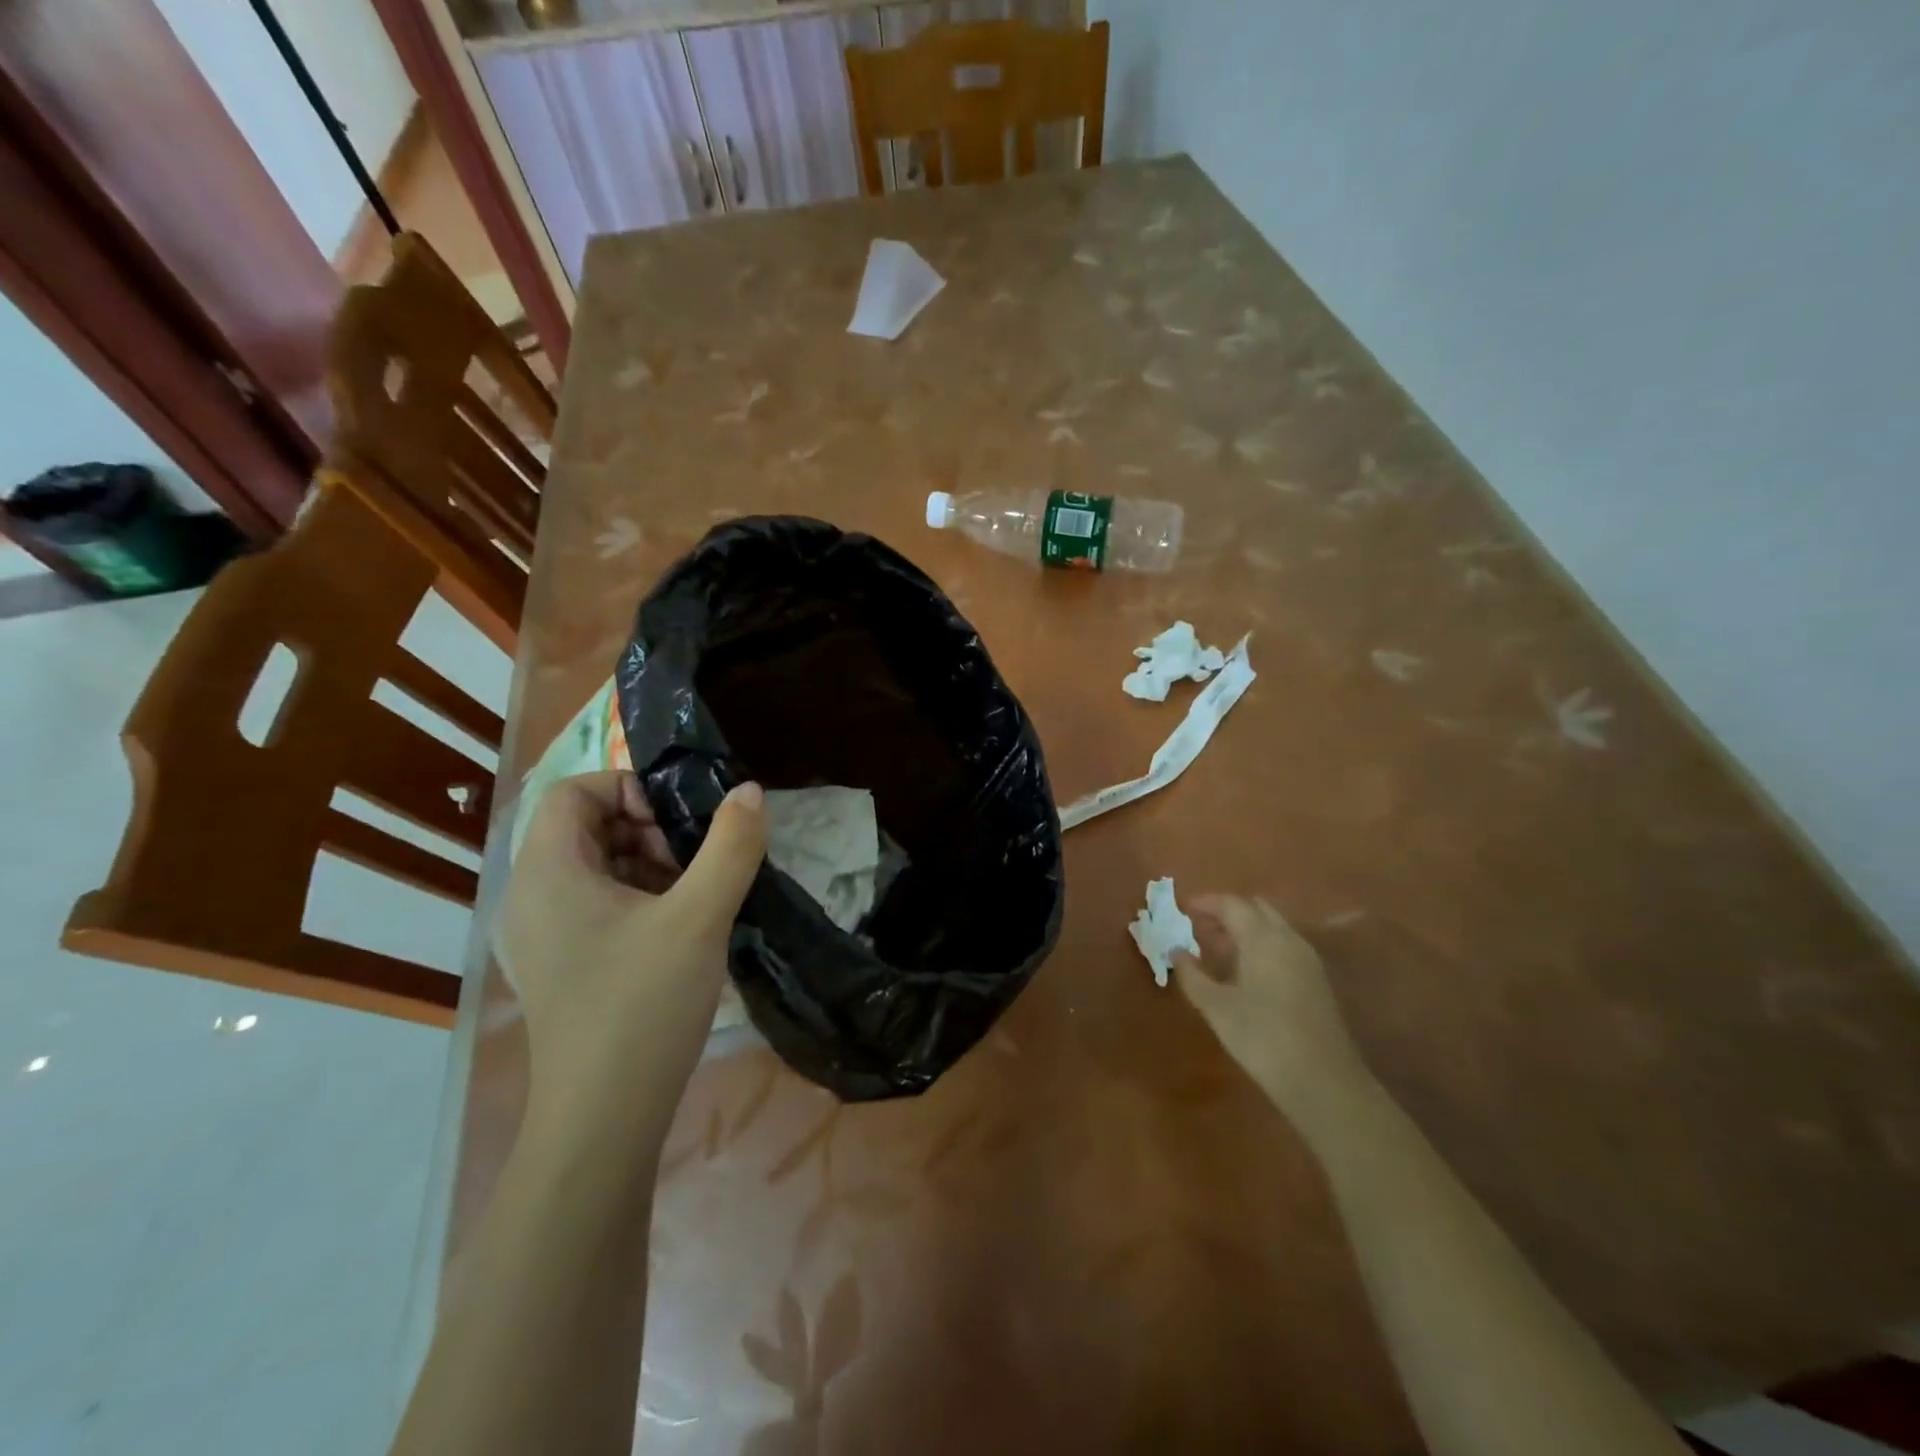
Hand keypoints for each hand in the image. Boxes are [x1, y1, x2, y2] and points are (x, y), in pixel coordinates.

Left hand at [496, 772, 766, 1161]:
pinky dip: (639, 896)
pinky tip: (679, 927)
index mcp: (547, 873)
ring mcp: (543, 935)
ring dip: (648, 862)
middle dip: (647, 827)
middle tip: (694, 859)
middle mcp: (532, 896)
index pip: (574, 791)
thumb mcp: (699, 917)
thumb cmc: (642, 1005)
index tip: (678, 822)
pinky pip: (596, 903)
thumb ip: (730, 846)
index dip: (629, 788)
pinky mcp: (562, 964)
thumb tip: (750, 791)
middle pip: (585, 826)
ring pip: (596, 866)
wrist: (604, 1118)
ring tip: (695, 893)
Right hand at [1175, 896, 1375, 1125]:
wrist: (1324, 1082)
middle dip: (1227, 912)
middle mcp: (1289, 940)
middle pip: (1256, 909)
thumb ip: (1192, 975)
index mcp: (1263, 939)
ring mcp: (1307, 960)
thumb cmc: (1262, 1037)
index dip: (1206, 902)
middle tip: (1199, 926)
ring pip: (1273, 928)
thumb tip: (1175, 952)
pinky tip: (1244, 973)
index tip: (1183, 908)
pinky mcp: (1316, 981)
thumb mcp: (1217, 1007)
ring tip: (1217, 950)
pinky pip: (1284, 947)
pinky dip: (1261, 946)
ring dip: (1245, 930)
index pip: (1232, 904)